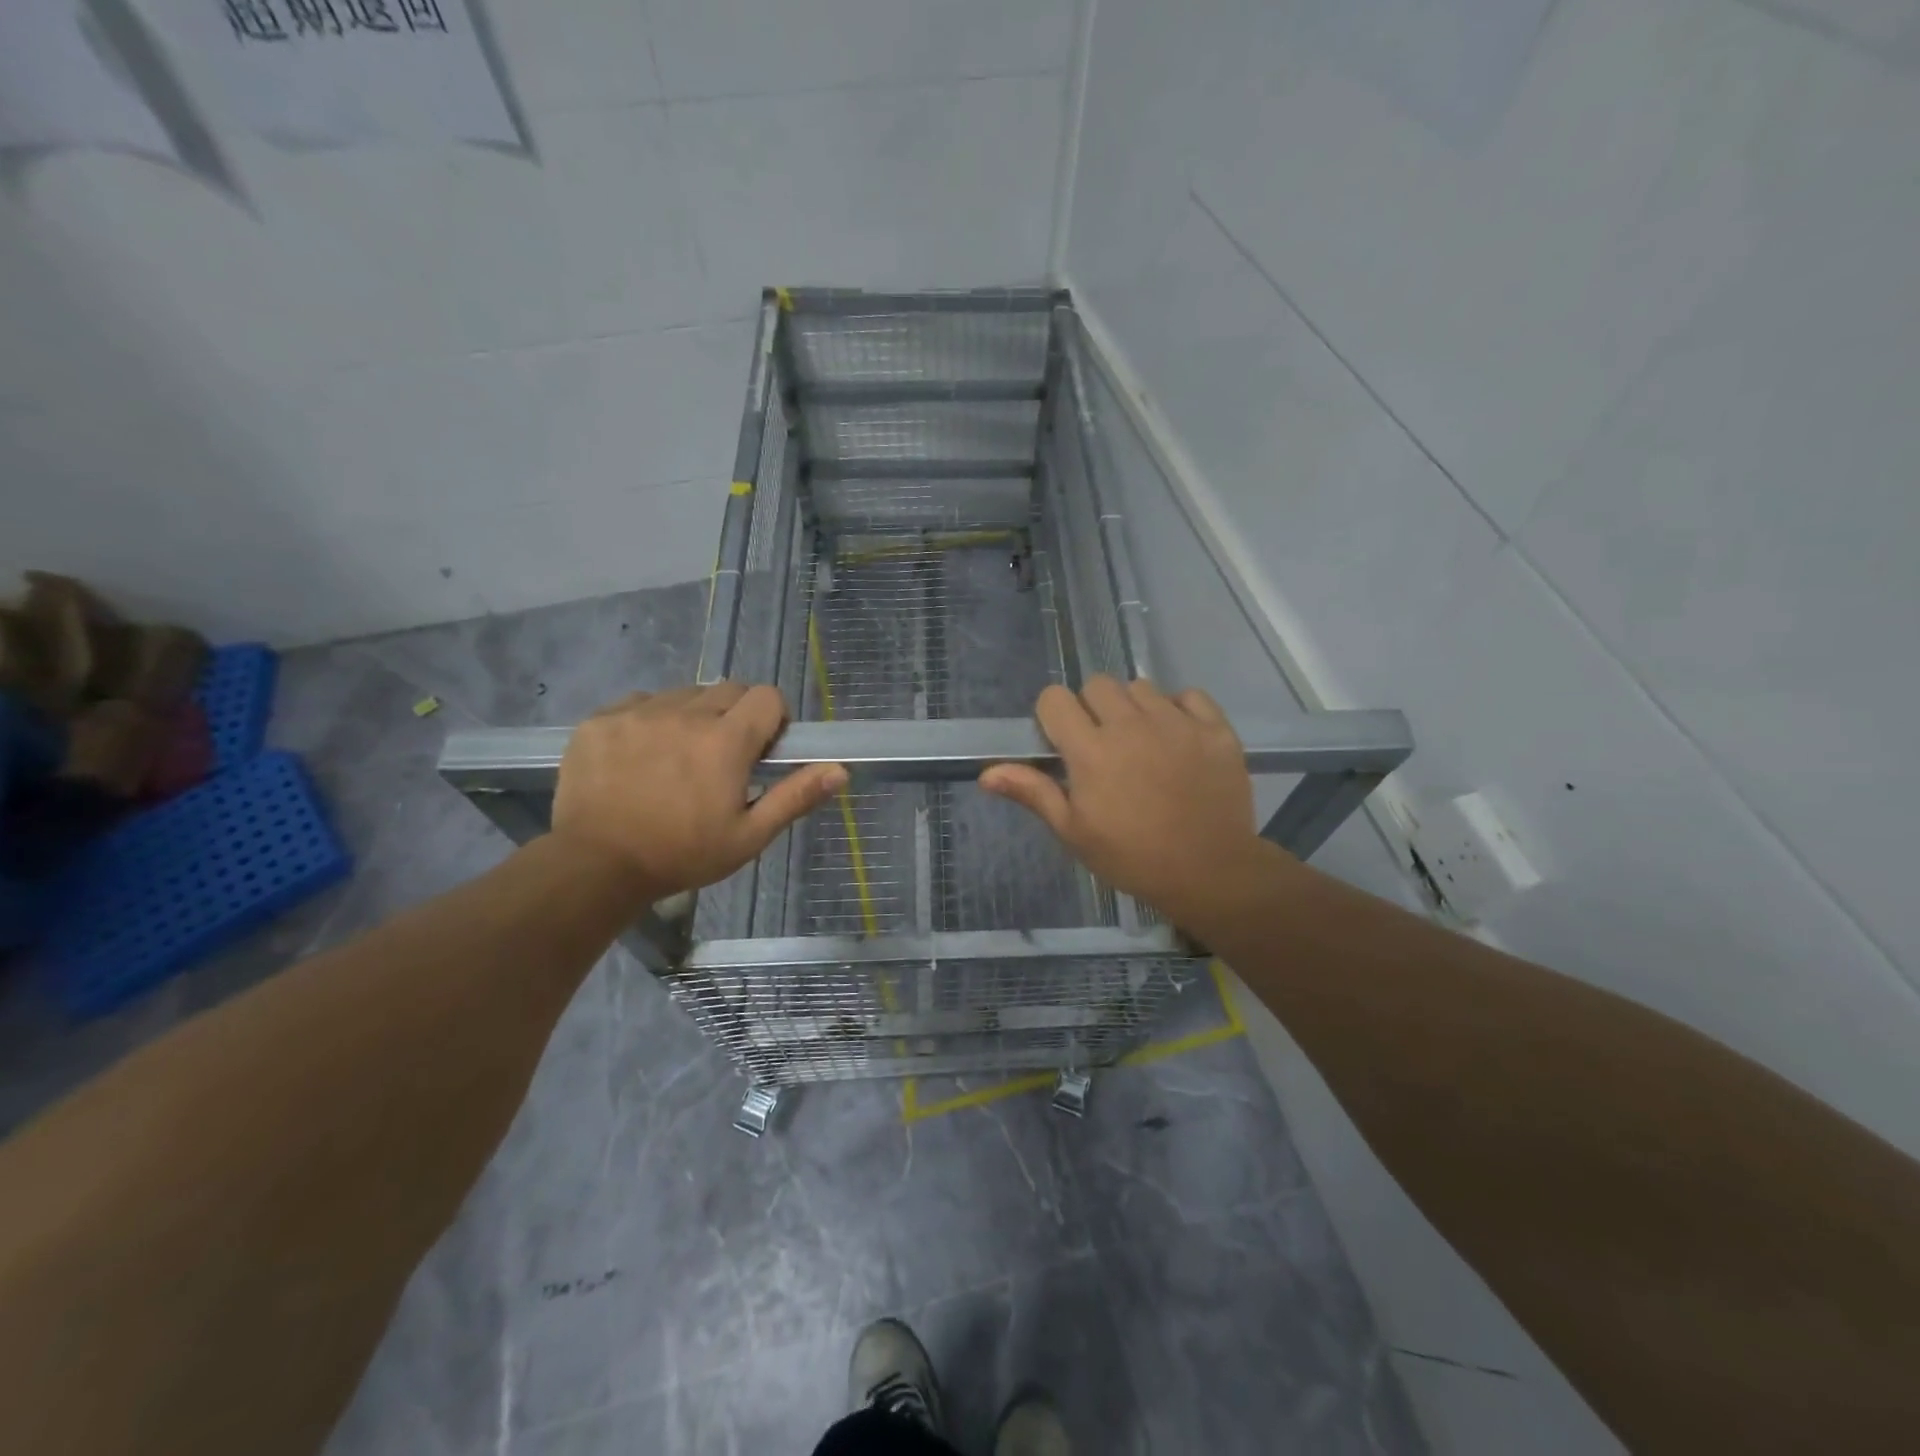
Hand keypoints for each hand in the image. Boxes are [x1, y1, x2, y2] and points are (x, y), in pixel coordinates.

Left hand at [552, 684, 846, 898]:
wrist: (595, 866)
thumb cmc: (682, 855)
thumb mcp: (748, 836)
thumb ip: (795, 797)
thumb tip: (840, 770)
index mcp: (726, 741)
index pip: (767, 696)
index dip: (773, 718)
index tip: (763, 749)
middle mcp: (685, 714)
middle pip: (728, 690)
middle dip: (736, 716)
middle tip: (722, 757)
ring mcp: (639, 713)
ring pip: (683, 695)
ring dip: (693, 716)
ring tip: (678, 757)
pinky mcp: (601, 719)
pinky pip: (640, 702)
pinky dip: (650, 720)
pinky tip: (641, 756)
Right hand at [980, 677, 1290, 930]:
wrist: (1210, 873)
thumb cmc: (1132, 857)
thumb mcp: (1074, 832)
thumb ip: (1033, 793)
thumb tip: (986, 773)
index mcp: (1091, 750)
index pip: (1055, 698)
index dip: (1053, 716)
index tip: (1063, 742)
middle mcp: (1131, 725)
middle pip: (1097, 684)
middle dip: (1092, 708)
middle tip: (1102, 744)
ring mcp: (1177, 723)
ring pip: (1142, 687)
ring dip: (1134, 708)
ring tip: (1143, 742)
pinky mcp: (1215, 728)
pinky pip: (1189, 696)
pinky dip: (1180, 710)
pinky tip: (1179, 739)